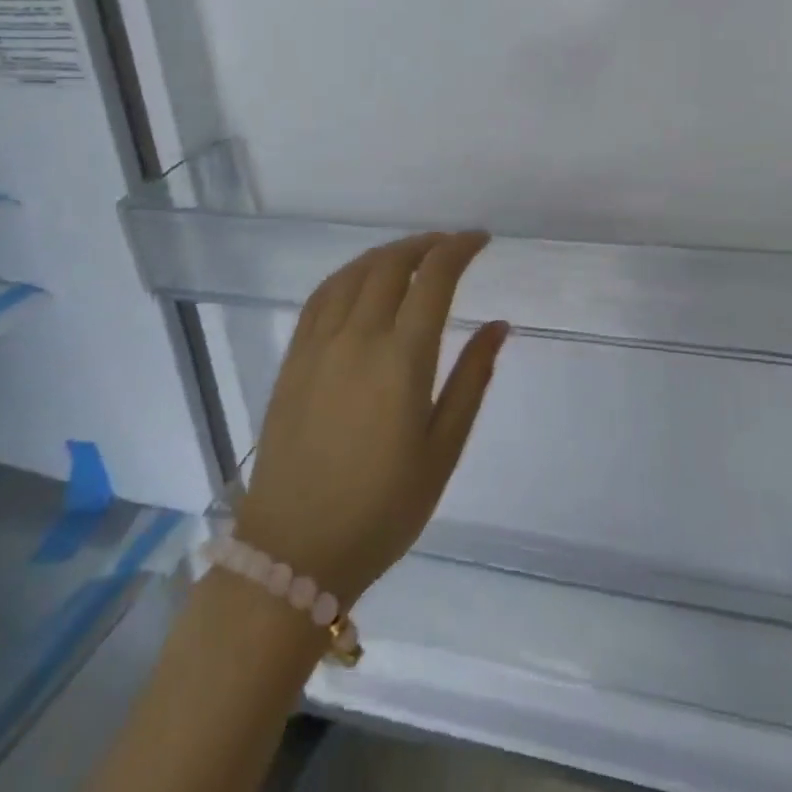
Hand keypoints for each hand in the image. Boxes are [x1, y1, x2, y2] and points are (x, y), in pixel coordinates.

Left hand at [234, 232, 506, 606]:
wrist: (294, 551)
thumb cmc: (382, 508)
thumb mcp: (443, 451)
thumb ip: (472, 380)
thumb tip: (498, 325)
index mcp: (401, 359)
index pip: (434, 278)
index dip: (459, 248)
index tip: (480, 240)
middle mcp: (357, 337)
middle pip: (393, 264)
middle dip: (427, 244)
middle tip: (451, 246)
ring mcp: (318, 344)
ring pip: (355, 272)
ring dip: (389, 253)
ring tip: (414, 255)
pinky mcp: (293, 358)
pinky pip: (322, 295)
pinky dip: (350, 273)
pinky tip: (362, 279)